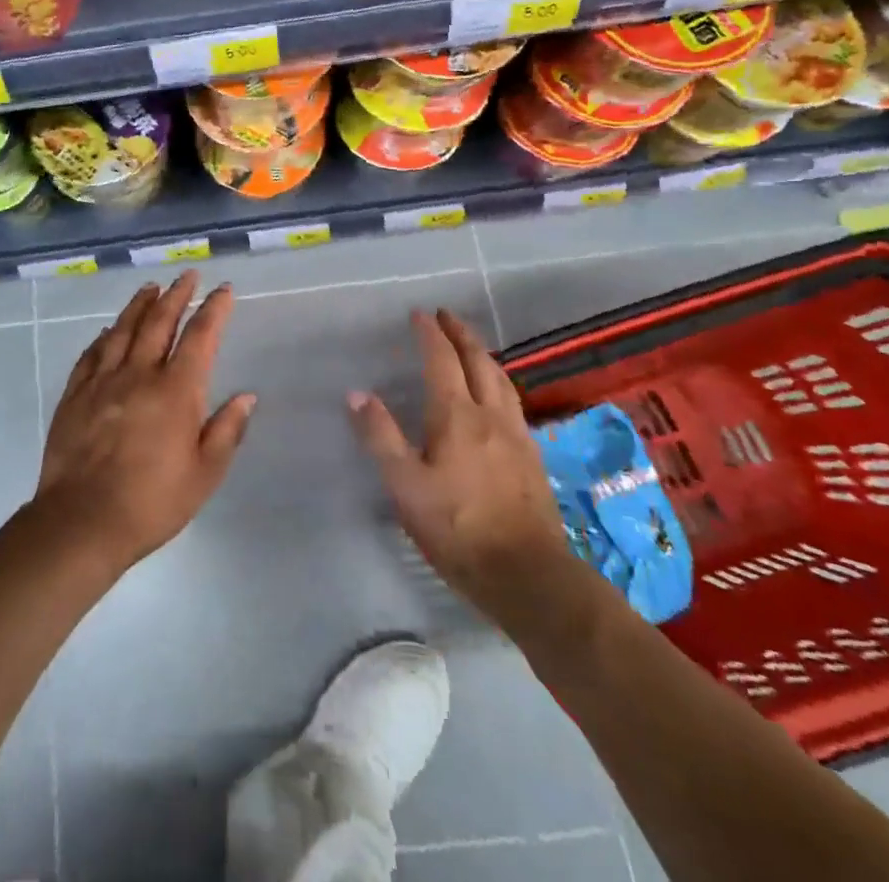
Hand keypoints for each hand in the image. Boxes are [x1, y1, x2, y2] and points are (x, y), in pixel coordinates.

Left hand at [33, 272, 254, 576]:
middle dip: (177, 295)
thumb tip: (247, 396)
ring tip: (151, 288)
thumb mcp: (204, 474)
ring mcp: (103, 380)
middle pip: (160, 322)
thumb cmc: (152, 502)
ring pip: (123, 329)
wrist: (82, 520)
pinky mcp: (75, 394)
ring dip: (140, 305)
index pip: (200, 337)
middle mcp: (139, 373)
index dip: (214, 309)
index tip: (223, 290)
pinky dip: (105, 336)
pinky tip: (109, 330)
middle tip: (187, 275)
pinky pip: (92, 354)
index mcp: (176, 390)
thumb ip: (226, 430)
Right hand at [348, 309, 576, 625]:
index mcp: (457, 416)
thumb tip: (356, 393)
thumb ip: (381, 437)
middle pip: (478, 361)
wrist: (528, 575)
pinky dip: (499, 382)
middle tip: (446, 317)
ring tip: (471, 347)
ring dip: (483, 355)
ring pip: (501, 380)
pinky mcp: (532, 457)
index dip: (430, 334)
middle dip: (460, 334)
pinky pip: (513, 402)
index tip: (419, 314)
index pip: (442, 360)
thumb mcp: (406, 486)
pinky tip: (497, 397)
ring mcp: (517, 435)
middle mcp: (491, 415)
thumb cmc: (458, 529)